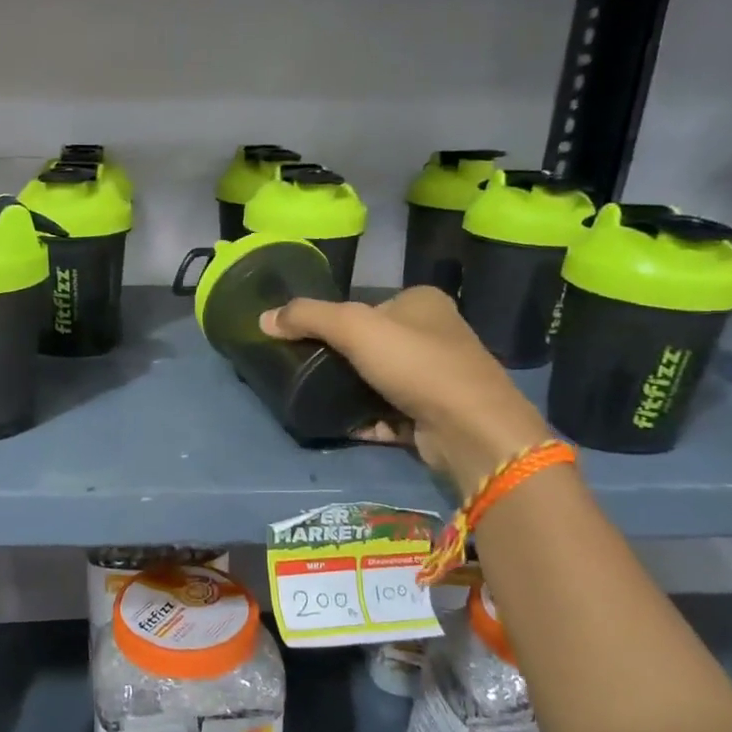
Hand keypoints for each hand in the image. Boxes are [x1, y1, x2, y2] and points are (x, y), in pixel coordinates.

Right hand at [261, 286, 552, 492]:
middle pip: (373, 344)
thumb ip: (307, 317)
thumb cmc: (415, 364)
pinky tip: (341, 425)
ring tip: (316, 399)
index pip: (368, 305)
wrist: (468, 429)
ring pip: (380, 380)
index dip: (336, 321)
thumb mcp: (353, 327)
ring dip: (351, 392)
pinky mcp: (434, 415)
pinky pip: (388, 413)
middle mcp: (436, 335)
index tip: (306, 342)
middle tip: (306, 372)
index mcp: (423, 303)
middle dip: (341, 360)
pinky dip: (365, 419)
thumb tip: (263, 318)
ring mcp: (438, 377)